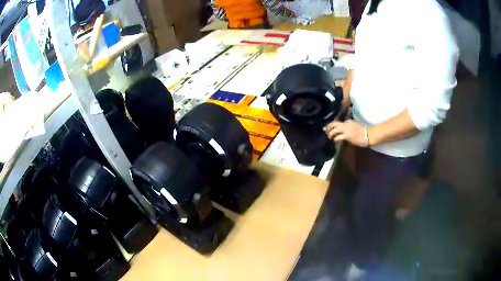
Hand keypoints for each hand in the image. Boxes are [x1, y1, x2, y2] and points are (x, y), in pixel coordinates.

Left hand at [324, 120, 368, 146]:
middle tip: (326, 132)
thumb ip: (349, 127)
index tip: (328, 128)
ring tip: (330, 137)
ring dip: (330, 134)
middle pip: (334, 124)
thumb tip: (343, 131)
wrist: (369, 135)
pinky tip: (335, 140)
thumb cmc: (363, 132)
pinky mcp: (348, 136)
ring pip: (335, 130)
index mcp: (348, 122)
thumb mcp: (355, 126)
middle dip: (328, 128)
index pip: (337, 122)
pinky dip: (335, 139)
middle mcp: (346, 124)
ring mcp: (347, 130)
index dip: (331, 125)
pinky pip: (338, 137)